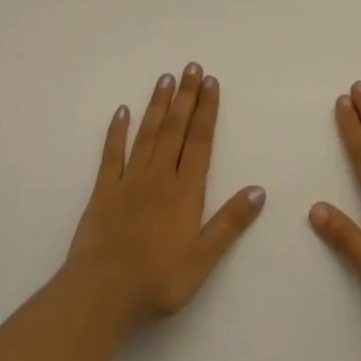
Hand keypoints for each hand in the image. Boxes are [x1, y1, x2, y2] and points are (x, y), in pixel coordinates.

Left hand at [62, 62, 265, 330]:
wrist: (101, 294)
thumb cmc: (157, 281)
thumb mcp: (202, 259)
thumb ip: (229, 223)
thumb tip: (259, 190)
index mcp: (185, 191)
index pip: (199, 141)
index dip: (206, 110)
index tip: (211, 81)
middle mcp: (159, 176)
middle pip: (174, 129)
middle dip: (185, 96)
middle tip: (191, 66)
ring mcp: (129, 180)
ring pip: (147, 134)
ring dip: (157, 105)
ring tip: (166, 78)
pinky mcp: (103, 191)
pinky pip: (111, 154)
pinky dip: (116, 131)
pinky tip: (121, 111)